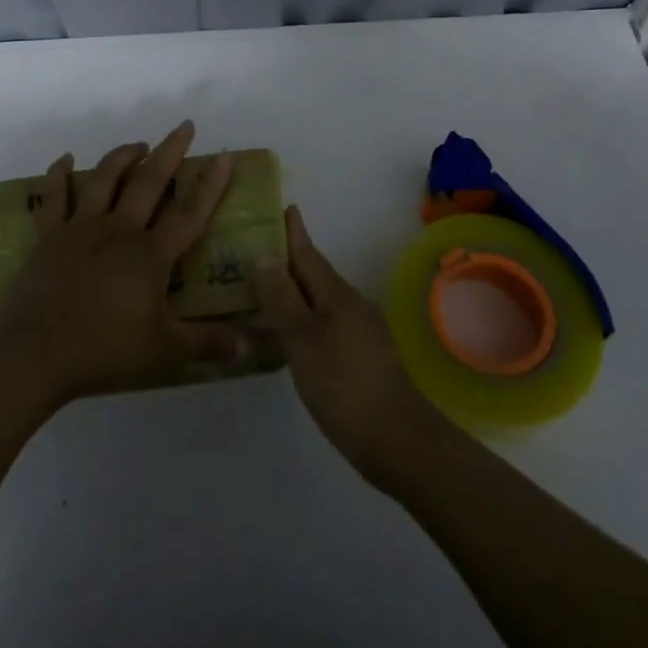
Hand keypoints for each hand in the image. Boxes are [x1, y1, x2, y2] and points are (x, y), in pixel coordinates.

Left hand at [0, 121, 246, 407]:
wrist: (34, 353)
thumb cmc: (103, 350)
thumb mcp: (163, 351)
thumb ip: (206, 344)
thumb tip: (248, 347)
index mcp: (150, 255)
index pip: (189, 213)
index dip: (210, 185)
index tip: (224, 156)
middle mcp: (118, 230)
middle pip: (148, 182)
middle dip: (169, 152)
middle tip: (183, 127)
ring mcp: (80, 229)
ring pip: (104, 180)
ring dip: (122, 157)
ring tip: (138, 145)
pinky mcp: (48, 237)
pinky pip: (53, 198)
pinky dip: (58, 175)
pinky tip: (64, 160)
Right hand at [251, 205, 453, 489]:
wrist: (397, 440)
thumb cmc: (344, 384)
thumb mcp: (303, 339)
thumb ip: (282, 298)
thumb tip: (263, 255)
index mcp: (336, 294)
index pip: (308, 253)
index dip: (293, 232)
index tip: (282, 206)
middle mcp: (349, 305)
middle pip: (312, 276)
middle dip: (286, 261)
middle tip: (251, 251)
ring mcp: (358, 332)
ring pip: (317, 302)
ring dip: (291, 293)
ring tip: (260, 291)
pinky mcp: (359, 358)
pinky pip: (322, 325)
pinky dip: (300, 320)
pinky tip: (285, 335)